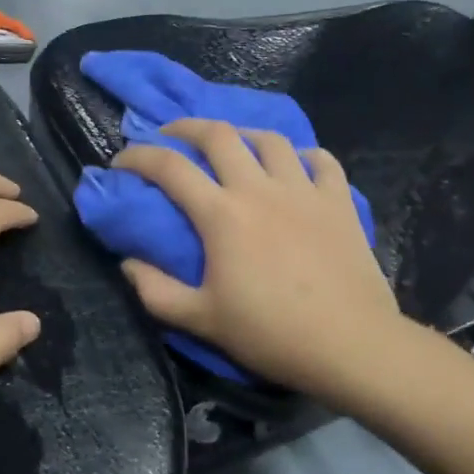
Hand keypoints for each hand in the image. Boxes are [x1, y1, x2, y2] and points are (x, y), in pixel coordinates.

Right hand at [112, 120, 400, 400]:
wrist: (351, 345)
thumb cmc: (271, 333)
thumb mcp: (201, 321)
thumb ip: (156, 291)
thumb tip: (128, 264)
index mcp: (222, 214)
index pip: (169, 167)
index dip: (138, 156)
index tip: (121, 160)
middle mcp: (259, 189)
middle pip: (218, 135)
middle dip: (186, 127)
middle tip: (171, 136)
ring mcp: (304, 191)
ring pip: (269, 140)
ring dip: (243, 135)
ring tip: (233, 146)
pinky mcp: (339, 202)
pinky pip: (322, 161)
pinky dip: (304, 155)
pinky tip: (295, 165)